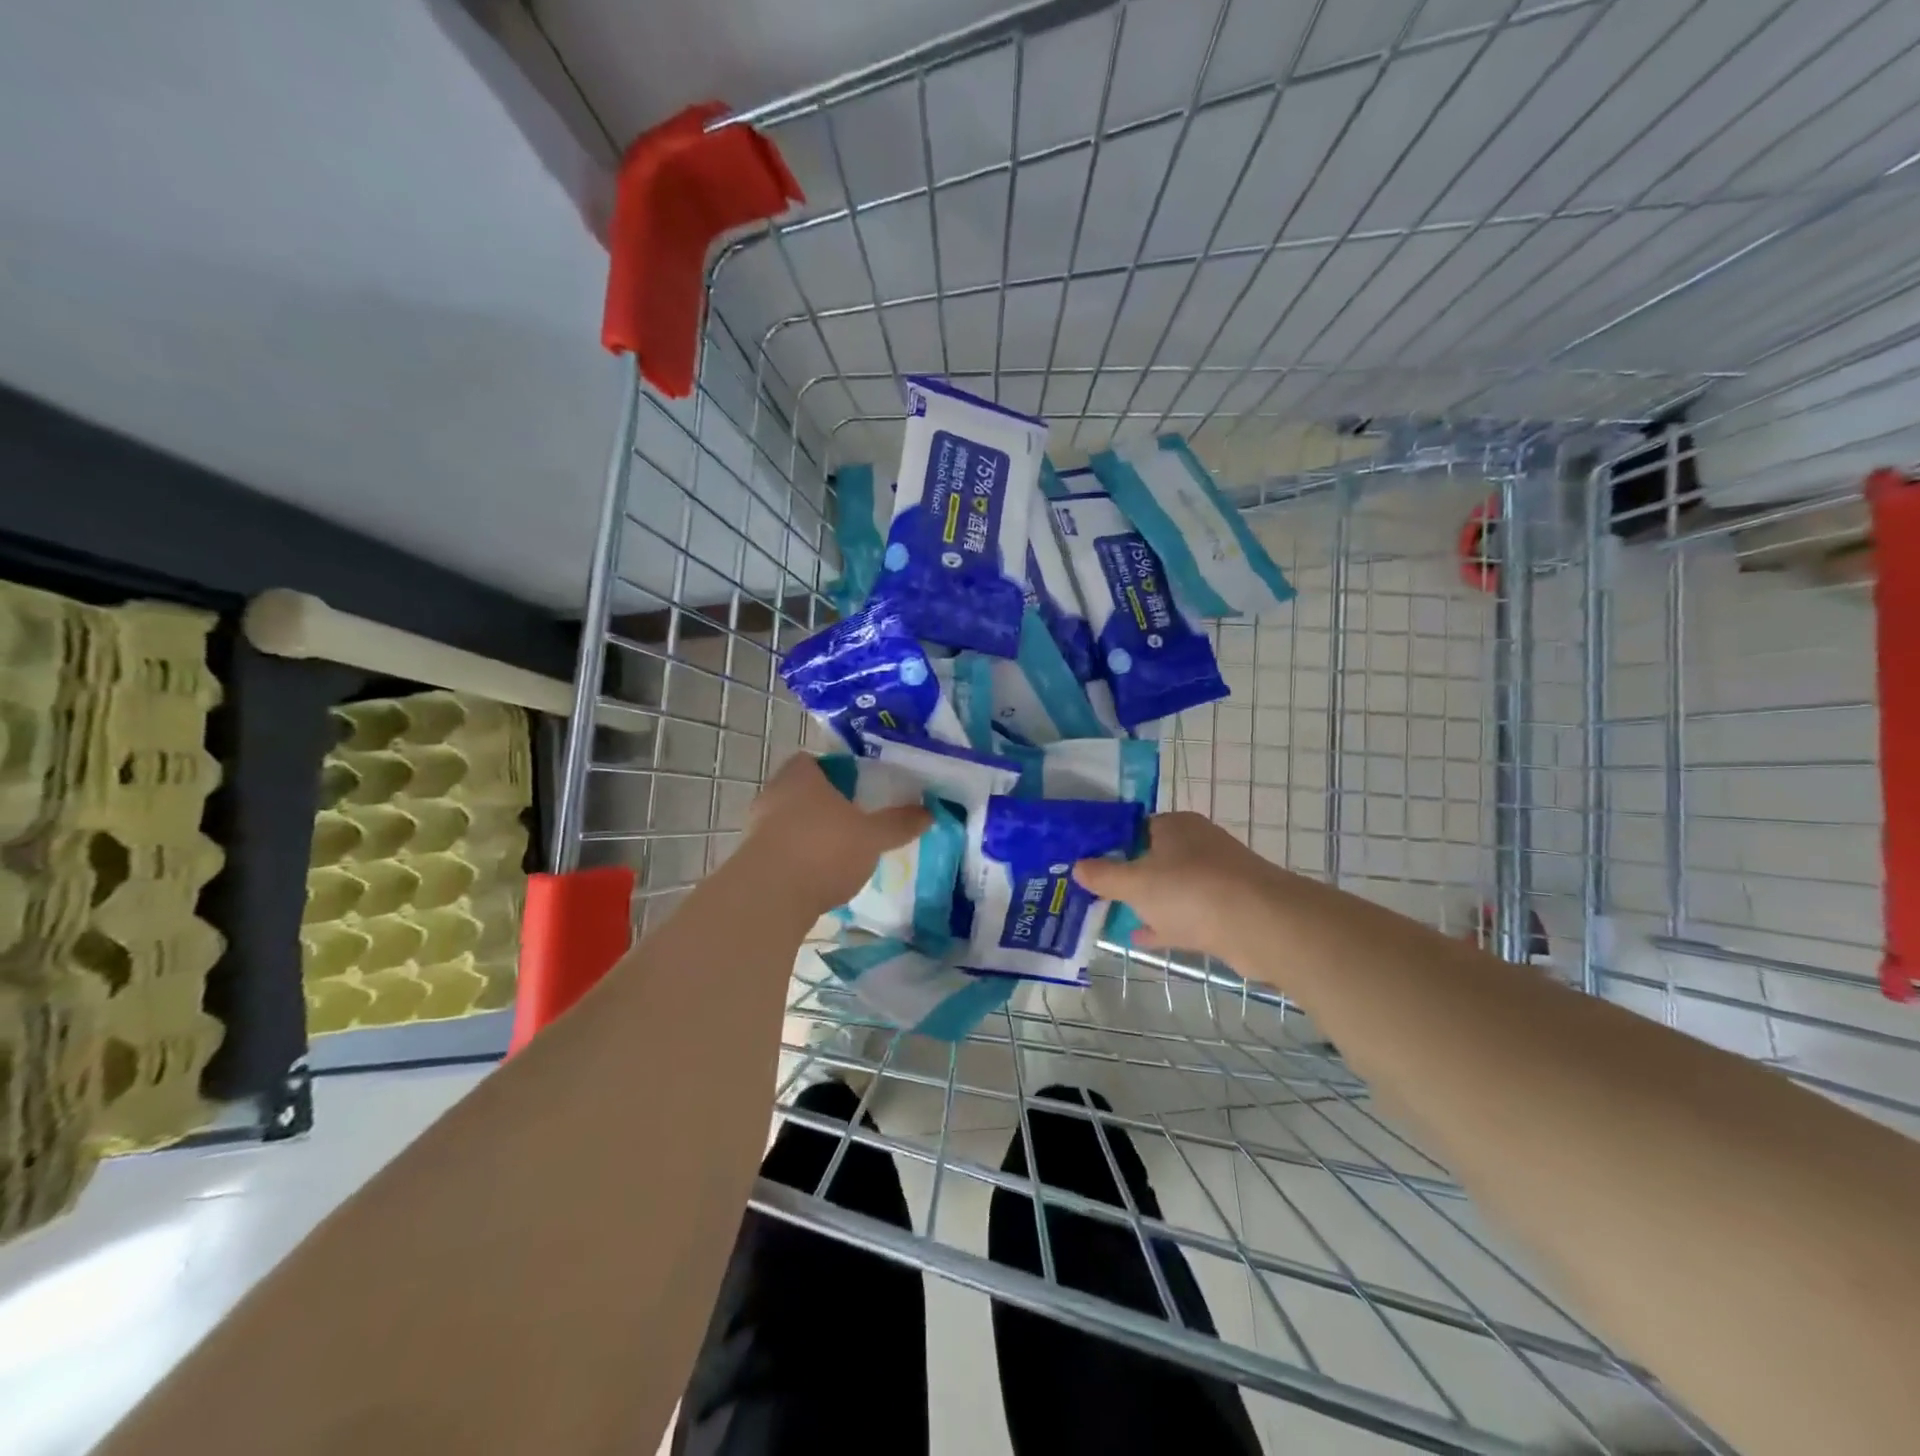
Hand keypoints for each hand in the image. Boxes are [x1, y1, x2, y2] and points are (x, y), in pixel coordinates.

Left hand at [743, 754, 930, 915]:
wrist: (769, 898)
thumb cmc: (823, 850)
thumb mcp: (872, 836)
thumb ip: (898, 823)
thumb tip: (929, 812)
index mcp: (800, 776)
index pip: (812, 760)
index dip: (834, 771)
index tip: (857, 788)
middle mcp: (773, 795)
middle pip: (801, 791)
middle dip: (824, 804)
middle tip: (854, 819)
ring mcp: (756, 828)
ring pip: (789, 822)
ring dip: (810, 833)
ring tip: (840, 852)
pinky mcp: (750, 861)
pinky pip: (780, 851)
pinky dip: (798, 859)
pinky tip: (819, 877)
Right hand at [1071, 811, 1281, 960]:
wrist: (1261, 925)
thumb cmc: (1190, 891)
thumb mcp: (1135, 883)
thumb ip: (1104, 875)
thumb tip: (1077, 866)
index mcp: (1174, 827)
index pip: (1134, 828)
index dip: (1108, 844)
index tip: (1085, 864)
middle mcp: (1196, 845)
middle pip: (1151, 858)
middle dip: (1126, 876)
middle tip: (1093, 892)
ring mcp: (1215, 878)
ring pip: (1169, 888)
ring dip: (1145, 902)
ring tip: (1110, 915)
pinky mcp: (1227, 910)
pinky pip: (1186, 914)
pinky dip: (1164, 924)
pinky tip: (1140, 937)